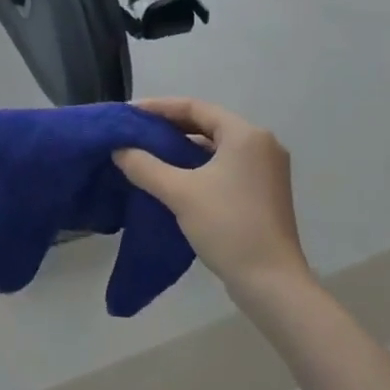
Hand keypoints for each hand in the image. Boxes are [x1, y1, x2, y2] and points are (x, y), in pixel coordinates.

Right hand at [113, 98, 308, 294]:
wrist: (270, 282)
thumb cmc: (227, 227)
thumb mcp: (180, 193)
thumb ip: (145, 166)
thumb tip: (119, 150)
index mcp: (246, 135)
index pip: (196, 107)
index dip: (159, 107)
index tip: (129, 113)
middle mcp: (261, 144)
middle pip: (208, 124)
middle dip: (170, 126)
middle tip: (136, 131)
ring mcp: (266, 169)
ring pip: (216, 146)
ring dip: (183, 147)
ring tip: (148, 152)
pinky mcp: (264, 191)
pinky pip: (225, 165)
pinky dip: (198, 165)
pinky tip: (174, 175)